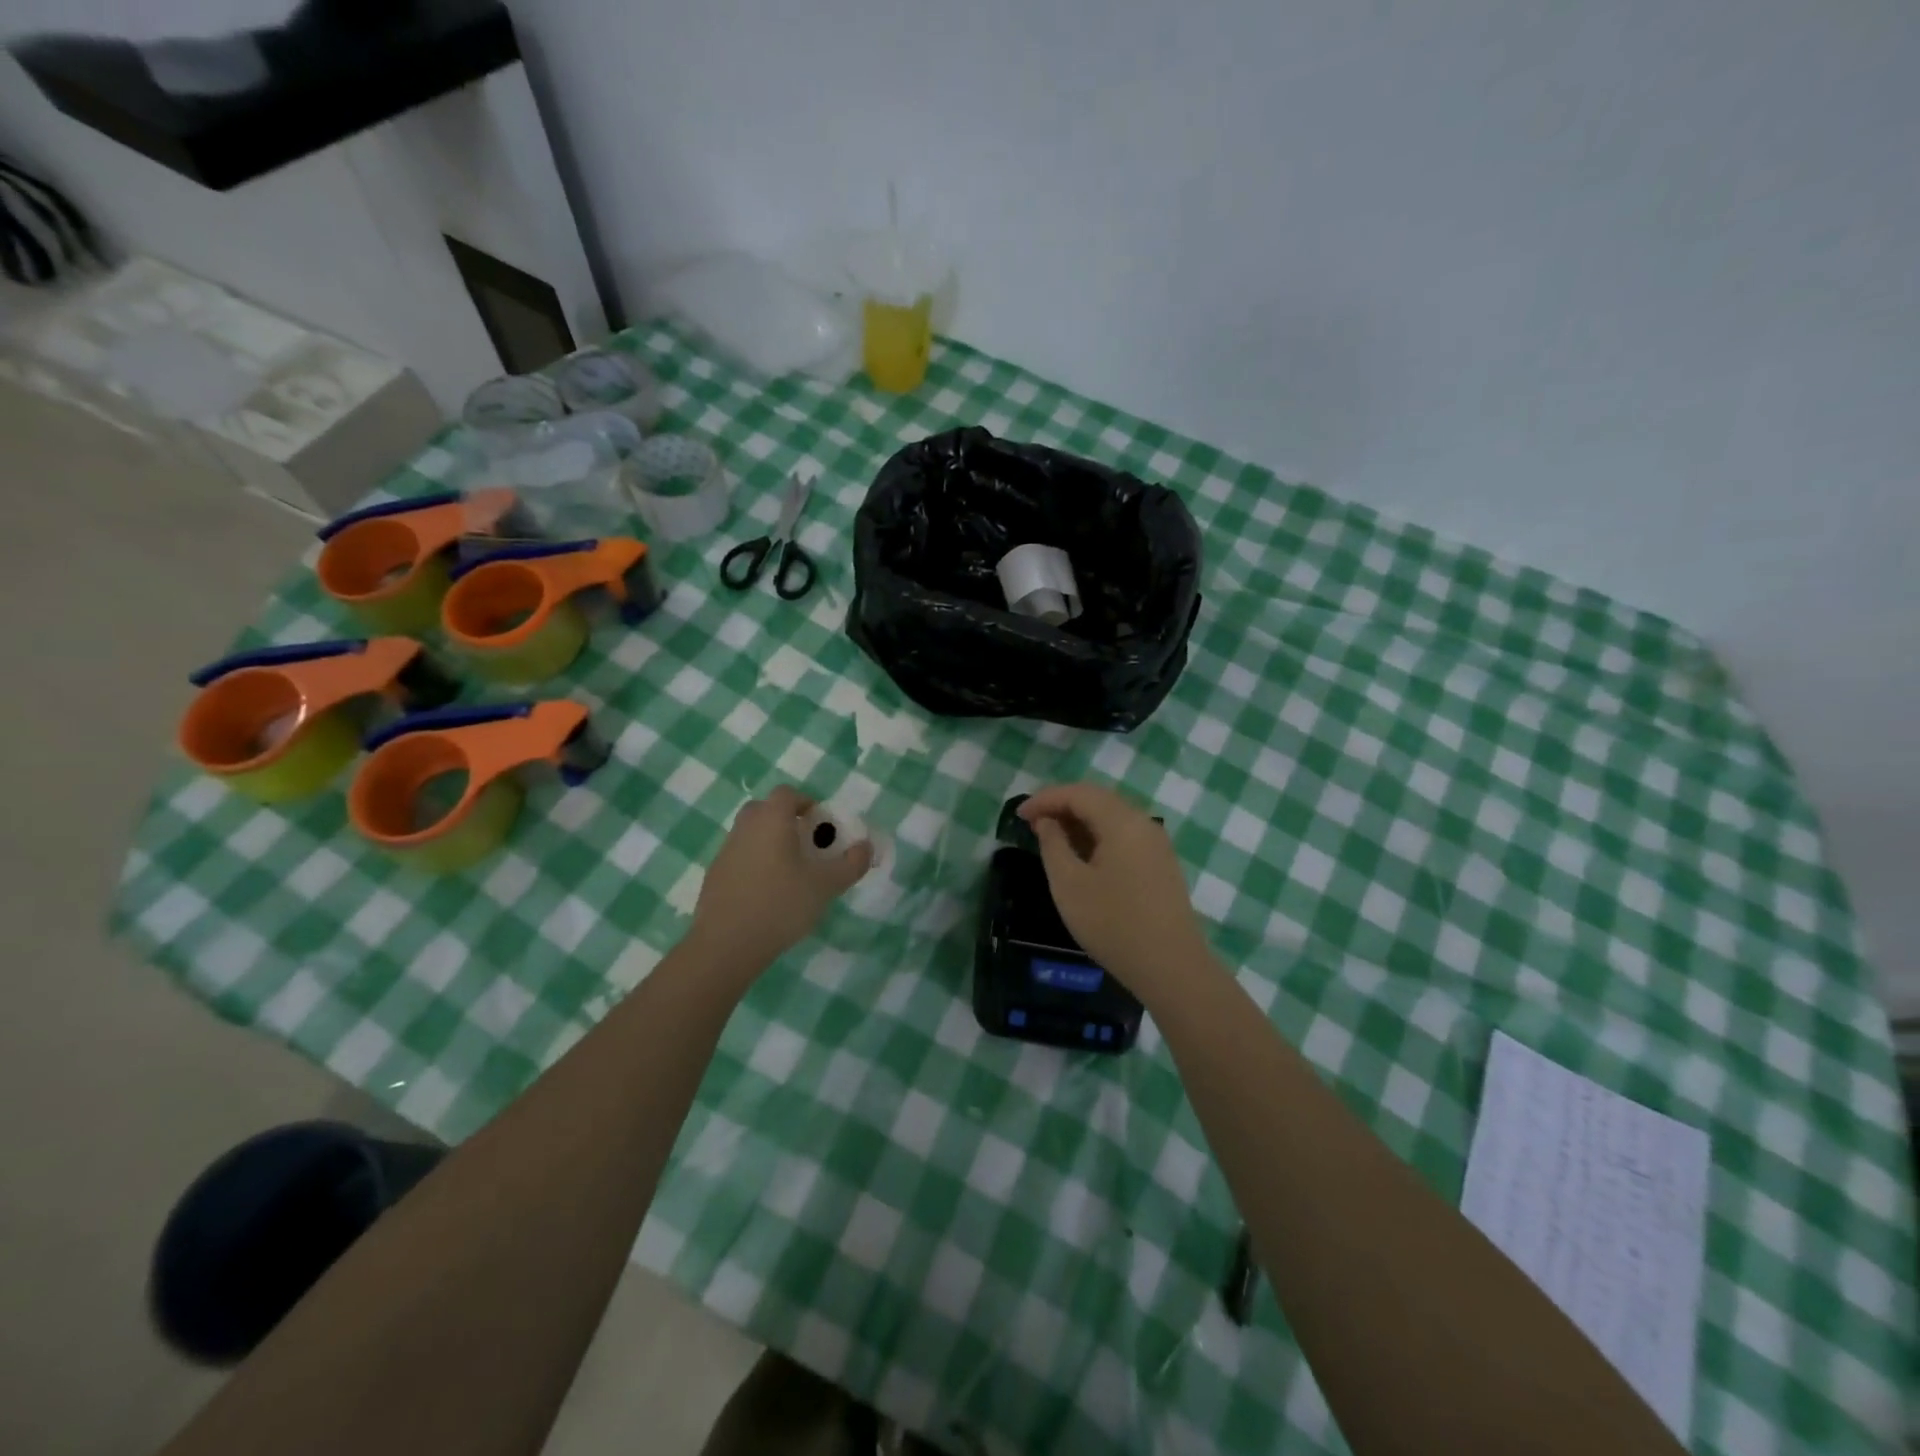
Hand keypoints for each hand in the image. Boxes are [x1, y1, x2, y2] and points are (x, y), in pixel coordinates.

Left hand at [689, 786, 872, 978]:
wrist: (726, 944)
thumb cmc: (781, 904)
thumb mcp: (826, 885)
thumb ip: (851, 864)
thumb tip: (866, 847)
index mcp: (771, 820)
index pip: (787, 794)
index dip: (806, 803)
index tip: (821, 824)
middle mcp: (745, 828)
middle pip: (765, 810)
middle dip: (786, 821)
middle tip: (806, 845)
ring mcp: (725, 851)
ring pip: (751, 834)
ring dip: (770, 843)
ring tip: (790, 872)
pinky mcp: (714, 876)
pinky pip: (740, 858)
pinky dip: (755, 865)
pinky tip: (768, 894)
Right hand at [1019, 782, 1213, 998]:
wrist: (1171, 967)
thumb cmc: (1113, 924)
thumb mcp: (1069, 884)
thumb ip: (1053, 845)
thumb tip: (1047, 821)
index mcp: (1122, 822)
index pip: (1078, 793)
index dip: (1045, 799)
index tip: (1018, 815)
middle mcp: (1143, 823)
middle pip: (1097, 799)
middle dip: (1062, 805)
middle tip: (1032, 822)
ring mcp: (1156, 844)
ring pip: (1112, 817)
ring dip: (1079, 821)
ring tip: (1051, 838)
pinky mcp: (1160, 863)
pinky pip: (1123, 835)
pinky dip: (1097, 836)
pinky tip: (1081, 855)